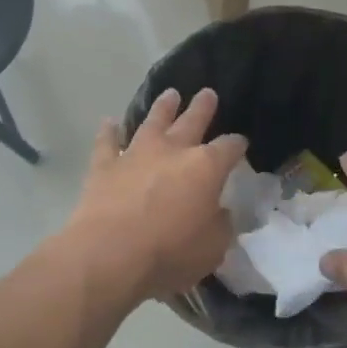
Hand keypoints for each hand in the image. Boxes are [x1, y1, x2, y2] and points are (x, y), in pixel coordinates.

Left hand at [61, 88, 246, 307]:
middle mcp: (173, 151)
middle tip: (208, 93)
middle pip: (192, 121)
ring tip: (170, 94)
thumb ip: (220, 225)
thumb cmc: (170, 252)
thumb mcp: (213, 247)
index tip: (241, 143)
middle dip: (202, 108)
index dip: (237, 144)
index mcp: (206, 168)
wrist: (110, 254)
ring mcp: (136, 154)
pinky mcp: (105, 166)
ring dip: (163, 108)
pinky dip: (109, 131)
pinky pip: (107, 142)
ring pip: (152, 122)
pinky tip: (109, 122)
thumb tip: (219, 212)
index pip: (229, 148)